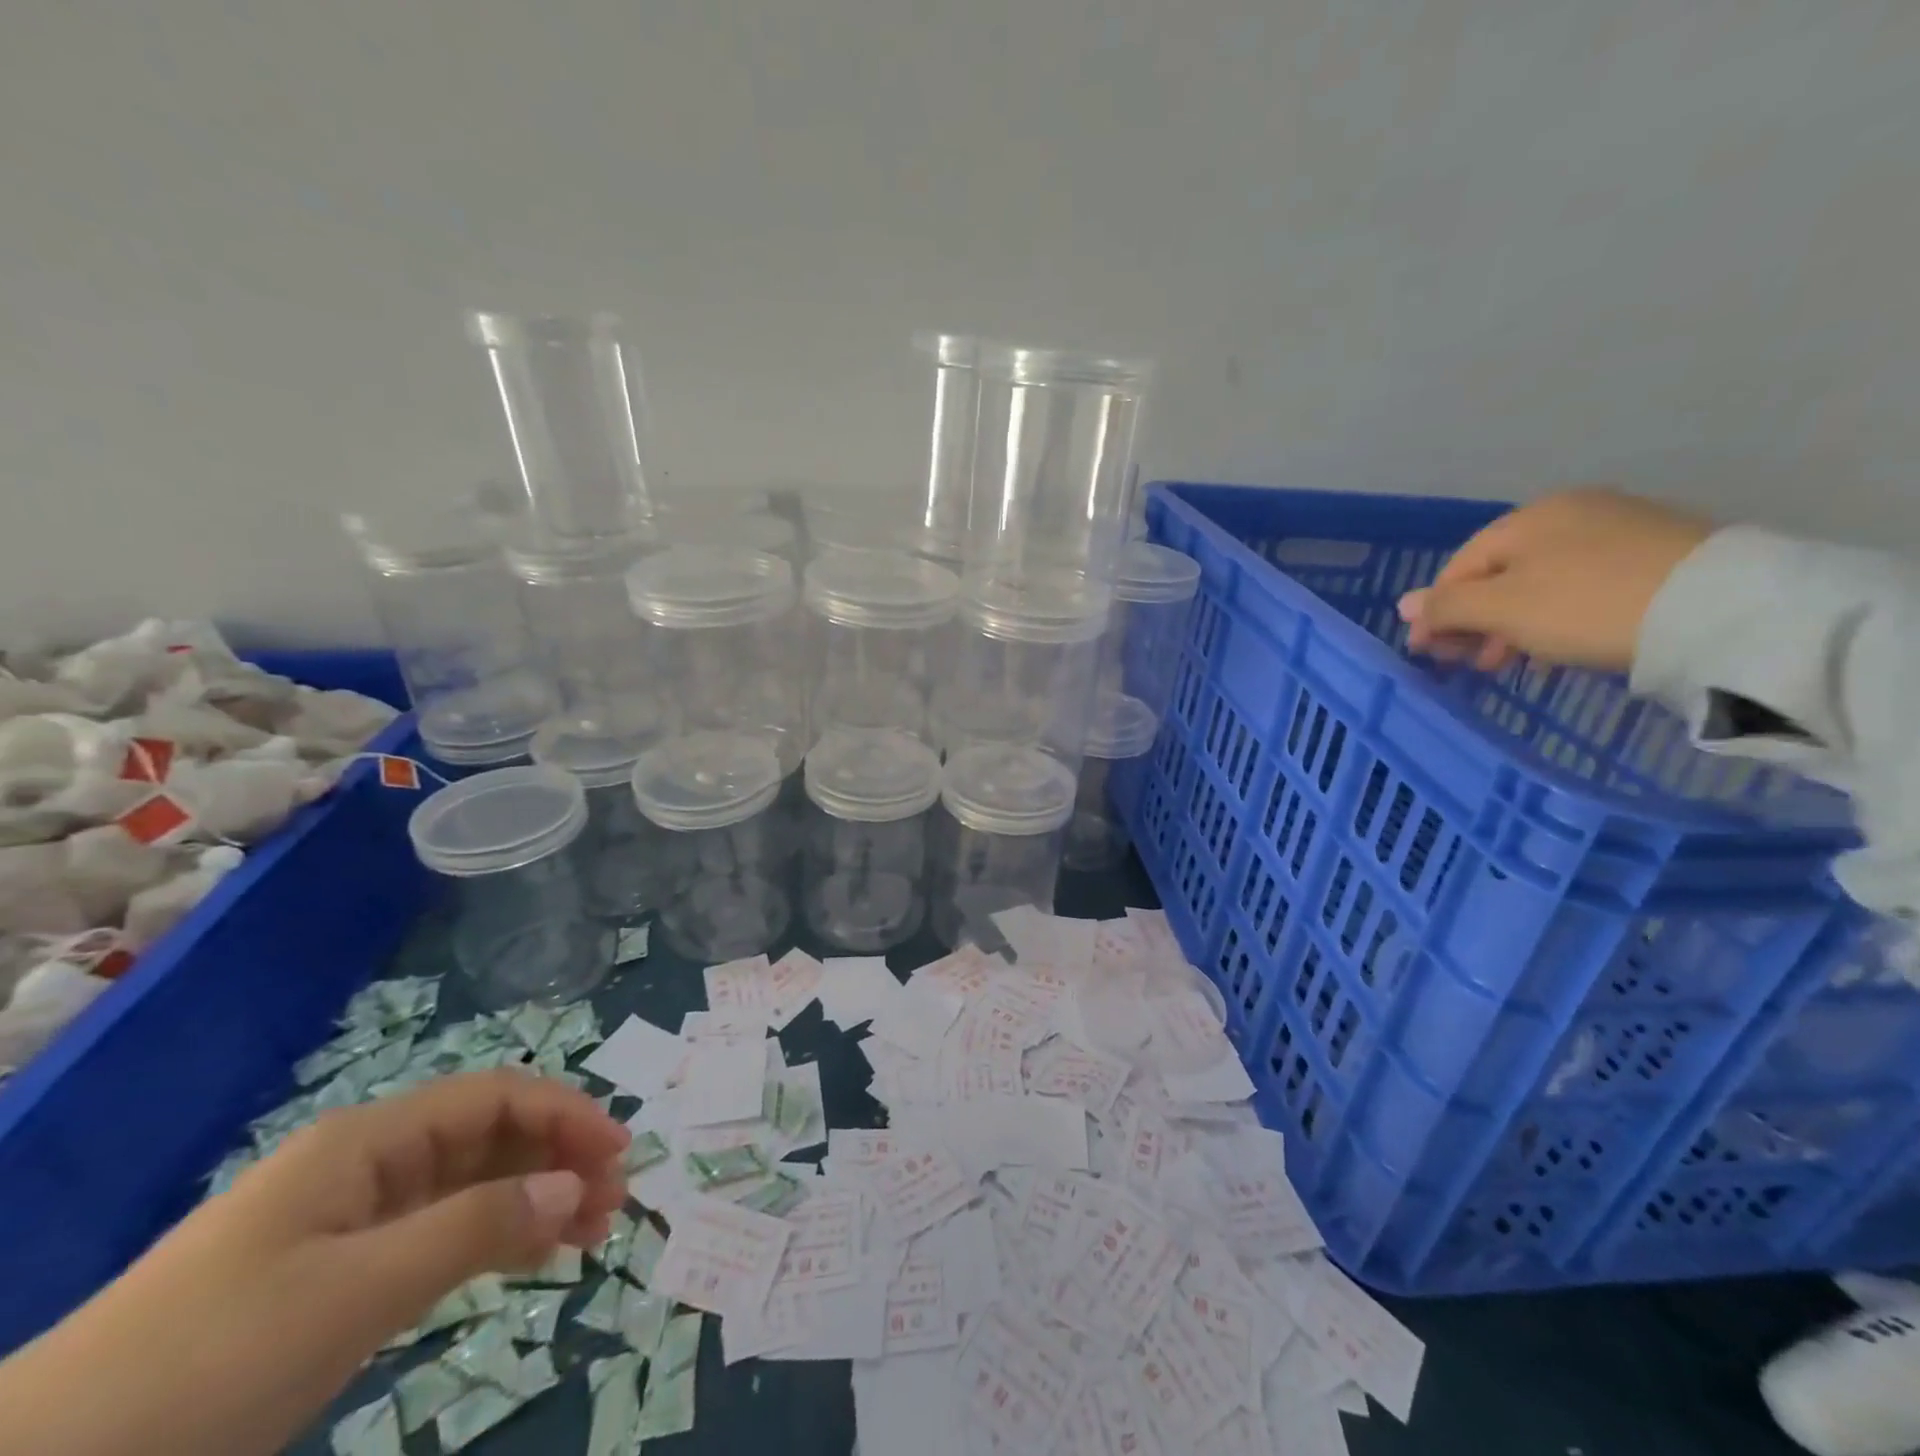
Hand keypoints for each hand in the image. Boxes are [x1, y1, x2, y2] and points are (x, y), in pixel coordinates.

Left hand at [0, 1069, 629, 1455]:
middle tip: (612, 1206)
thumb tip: (574, 1186)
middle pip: (490, 1136)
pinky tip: (528, 1256)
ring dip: (535, 1198)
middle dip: (559, 1158)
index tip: (619, 1154)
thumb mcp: (351, 1292)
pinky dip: (493, 1237)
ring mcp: (350, 1219)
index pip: (496, 1098)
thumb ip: (473, 1228)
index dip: (565, 1114)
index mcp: (368, 1141)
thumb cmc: (203, 1361)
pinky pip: (439, 1233)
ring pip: (470, 1184)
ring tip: (588, 1235)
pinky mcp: (336, 1273)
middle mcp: (368, 1163)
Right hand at [1397, 487, 1712, 673]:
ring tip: (1512, 663)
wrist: (1719, 608)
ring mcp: (1619, 528)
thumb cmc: (1585, 605)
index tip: (1428, 653)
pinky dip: (1557, 618)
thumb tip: (1403, 605)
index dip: (1436, 612)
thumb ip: (1446, 607)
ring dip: (1514, 625)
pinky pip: (1583, 586)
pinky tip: (1558, 648)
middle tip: (1470, 664)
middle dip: (1476, 621)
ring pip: (1541, 582)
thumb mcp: (1501, 610)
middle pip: (1500, 574)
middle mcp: (1570, 512)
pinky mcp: (1659, 553)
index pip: (1459, 568)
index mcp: (1527, 518)